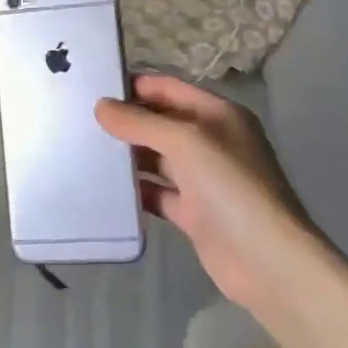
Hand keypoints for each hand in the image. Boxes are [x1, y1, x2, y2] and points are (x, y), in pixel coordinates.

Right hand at [96, 75, 347, 347]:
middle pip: (160, 122)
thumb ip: (141, 122)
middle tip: (78, 119)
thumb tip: (101, 107)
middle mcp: (211, 141)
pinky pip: (156, 193)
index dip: (133, 85)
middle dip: (124, 120)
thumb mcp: (185, 142)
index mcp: (217, 115)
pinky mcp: (194, 213)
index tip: (92, 87)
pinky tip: (102, 188)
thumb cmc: (230, 187)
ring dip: (126, 155)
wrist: (268, 262)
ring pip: (156, 158)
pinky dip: (134, 190)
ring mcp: (203, 179)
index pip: (168, 88)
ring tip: (82, 150)